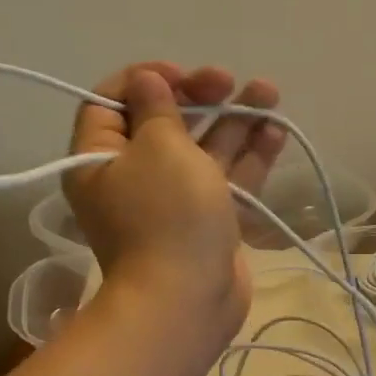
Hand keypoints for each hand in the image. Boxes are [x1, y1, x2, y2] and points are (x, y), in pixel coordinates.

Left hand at [64, 63, 284, 341]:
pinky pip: (225, 179)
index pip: (111, 102)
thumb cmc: (167, 216)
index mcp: (100, 158)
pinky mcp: (208, 221)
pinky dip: (248, 156)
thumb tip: (147, 81)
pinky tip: (275, 131)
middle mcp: (133, 176)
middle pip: (164, 122)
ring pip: (204, 149)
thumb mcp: (159, 148)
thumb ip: (157, 108)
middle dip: (200, 96)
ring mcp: (174, 201)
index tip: (180, 75)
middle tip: (228, 82)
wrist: (187, 301)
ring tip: (269, 92)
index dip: (146, 79)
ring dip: (234, 119)